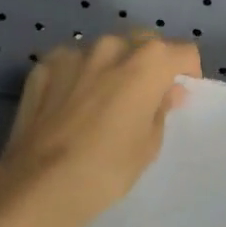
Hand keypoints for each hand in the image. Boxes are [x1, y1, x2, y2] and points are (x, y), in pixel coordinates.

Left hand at [0, 30, 200, 226]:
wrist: (38, 185)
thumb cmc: (107, 168)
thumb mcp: (149, 144)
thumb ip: (161, 109)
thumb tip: (167, 91)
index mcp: (148, 61)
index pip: (182, 51)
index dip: (186, 71)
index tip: (178, 93)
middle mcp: (113, 46)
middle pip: (143, 42)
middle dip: (149, 62)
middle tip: (143, 96)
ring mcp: (74, 52)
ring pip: (104, 50)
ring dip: (111, 66)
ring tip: (102, 101)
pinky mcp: (43, 66)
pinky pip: (71, 63)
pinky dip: (77, 76)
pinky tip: (70, 105)